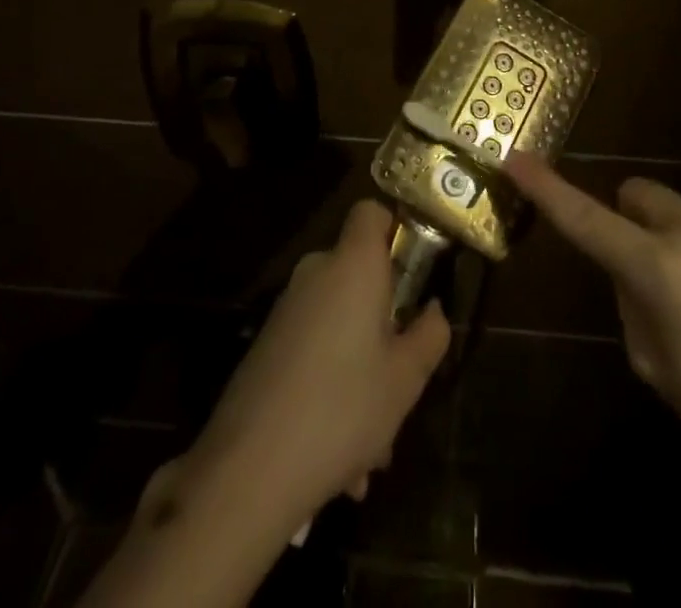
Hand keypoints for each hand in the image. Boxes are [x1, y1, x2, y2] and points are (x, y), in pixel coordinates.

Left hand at [181, 199, 450, 528]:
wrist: (248, 470)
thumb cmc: (343, 408)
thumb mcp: (406, 378)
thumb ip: (430, 334)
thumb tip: (432, 311)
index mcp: (352, 264)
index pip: (371, 211)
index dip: (396, 229)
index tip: (416, 273)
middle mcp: (316, 273)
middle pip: (360, 274)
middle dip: (387, 321)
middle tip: (405, 374)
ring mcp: (287, 309)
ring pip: (341, 323)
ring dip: (363, 367)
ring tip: (376, 446)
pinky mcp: (267, 346)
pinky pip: (315, 350)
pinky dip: (333, 385)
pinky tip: (344, 461)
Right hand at [506, 154, 680, 486]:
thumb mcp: (663, 373)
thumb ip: (631, 311)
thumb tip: (631, 275)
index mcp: (655, 269)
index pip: (584, 219)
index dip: (545, 189)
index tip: (515, 159)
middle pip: (633, 194)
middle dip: (629, 220)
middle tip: (651, 271)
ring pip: (678, 213)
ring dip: (679, 242)